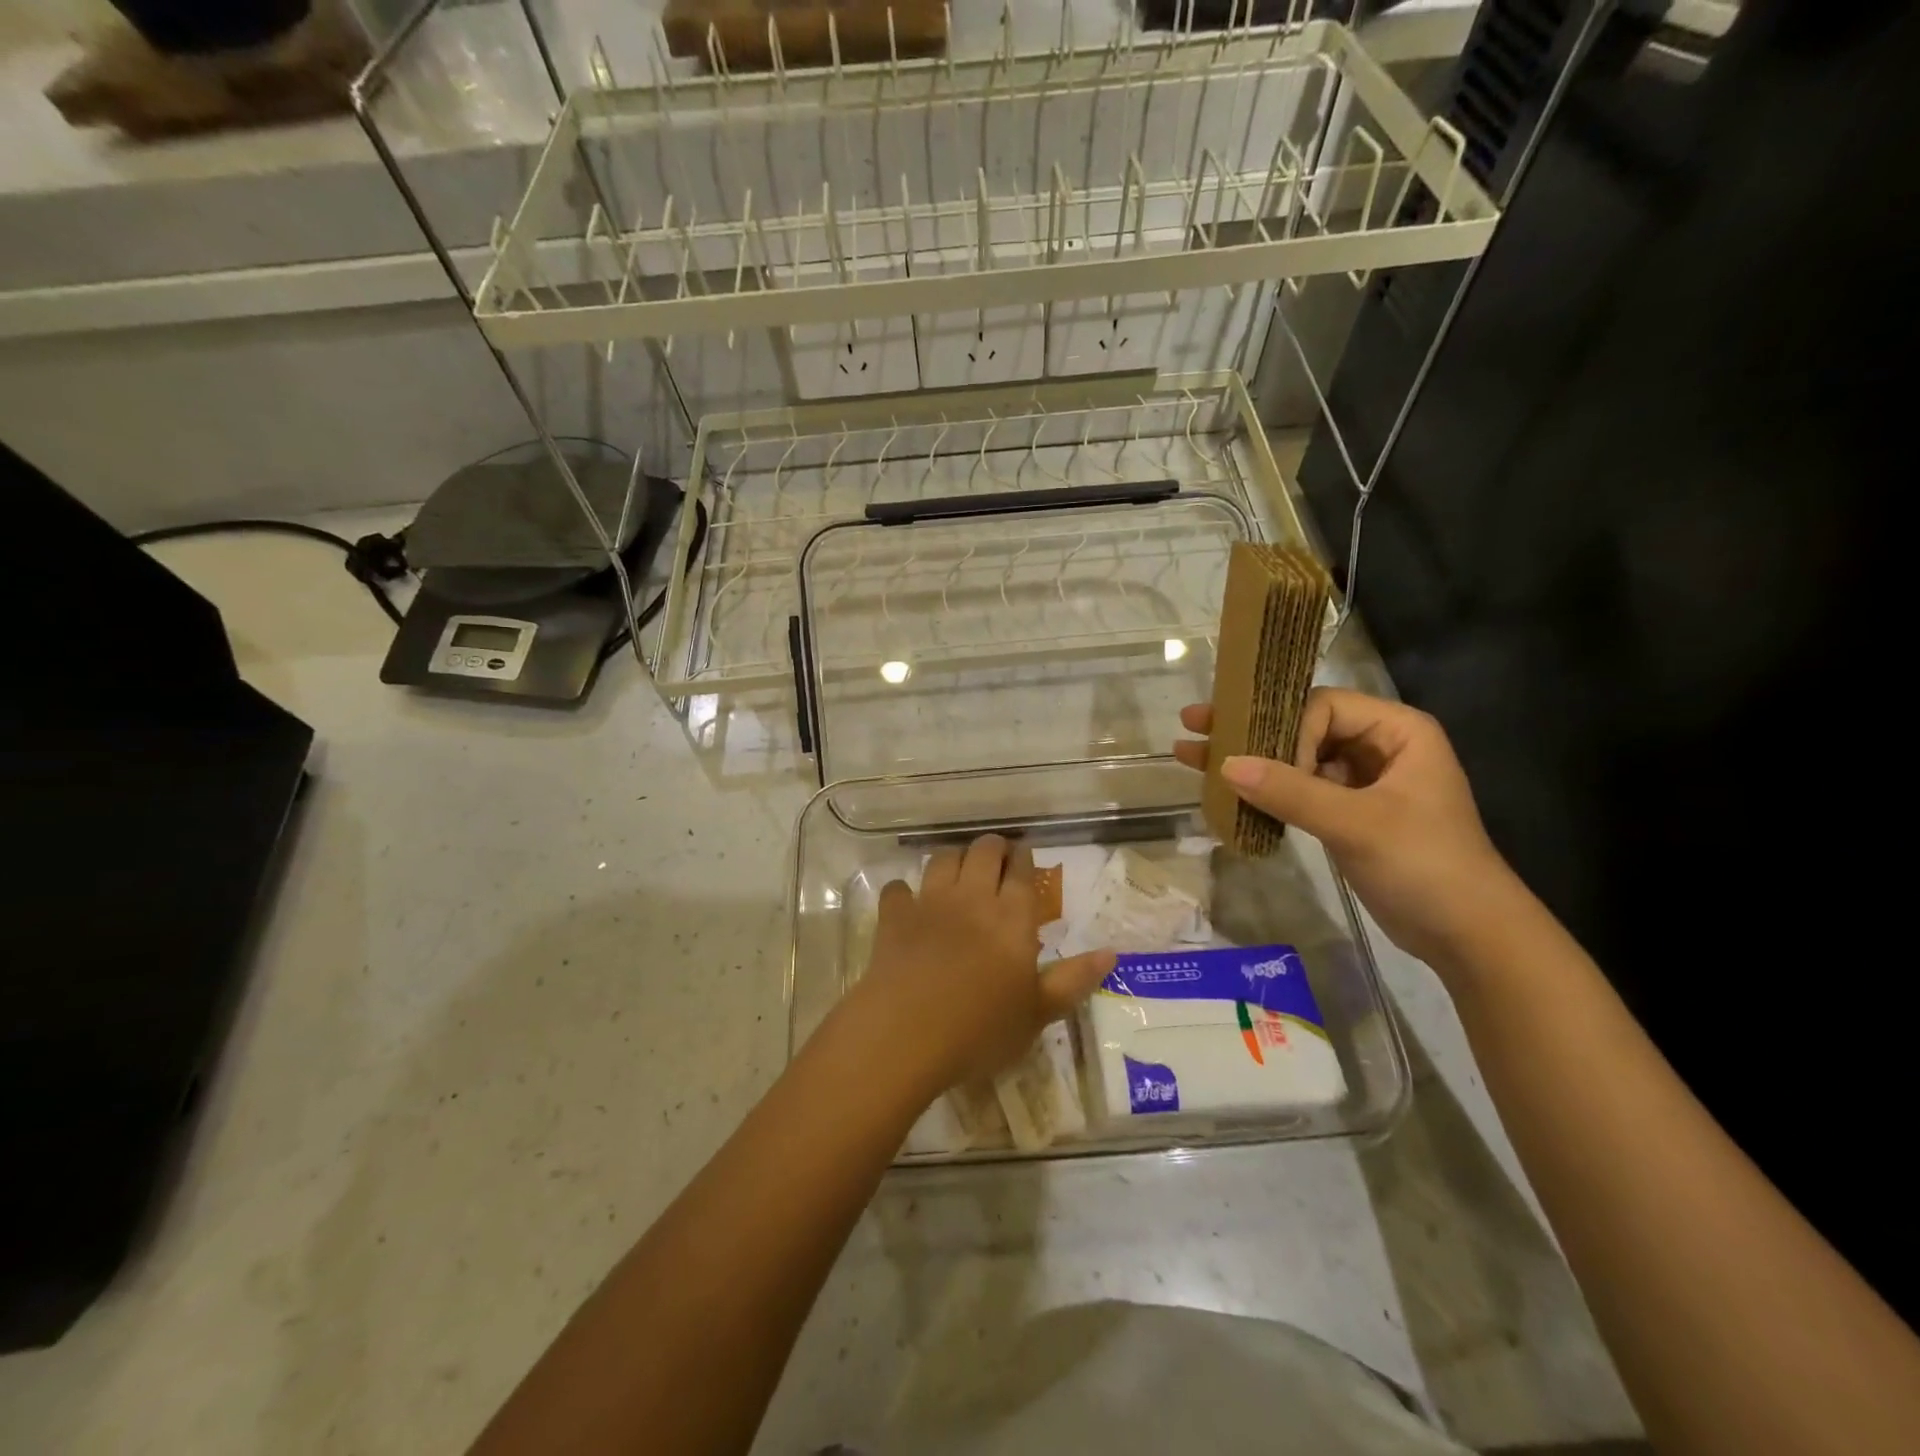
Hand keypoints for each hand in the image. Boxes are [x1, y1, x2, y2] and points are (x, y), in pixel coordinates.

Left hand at [840, 835, 1115, 1094]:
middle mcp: (972, 897)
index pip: (1021, 871)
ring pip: (943, 859)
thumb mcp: (1038, 1013)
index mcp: (1012, 917)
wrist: (907, 1033)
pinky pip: (898, 889)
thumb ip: (1073, 980)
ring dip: (953, 858)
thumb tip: (1111, 953)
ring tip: (958, 869)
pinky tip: (907, 901)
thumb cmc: (981, 1029)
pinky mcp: (894, 916)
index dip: (1024, 858)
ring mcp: (930, 903)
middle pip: (983, 851)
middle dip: (992, 847)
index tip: (1024, 855)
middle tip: (996, 858)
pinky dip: (904, 891)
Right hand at [1175, 689, 1525, 969]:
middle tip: (1195, 722)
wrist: (1468, 936)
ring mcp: (1361, 782)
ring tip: (1191, 753)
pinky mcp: (1346, 814)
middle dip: (1249, 729)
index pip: (1324, 707)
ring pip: (1296, 759)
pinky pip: (1299, 791)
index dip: (1286, 727)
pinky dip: (1266, 792)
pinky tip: (1225, 791)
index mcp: (1397, 731)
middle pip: (1303, 726)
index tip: (1260, 762)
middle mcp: (1378, 747)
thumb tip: (1225, 764)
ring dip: (1250, 760)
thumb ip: (1291, 791)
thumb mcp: (1356, 824)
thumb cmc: (1425, 865)